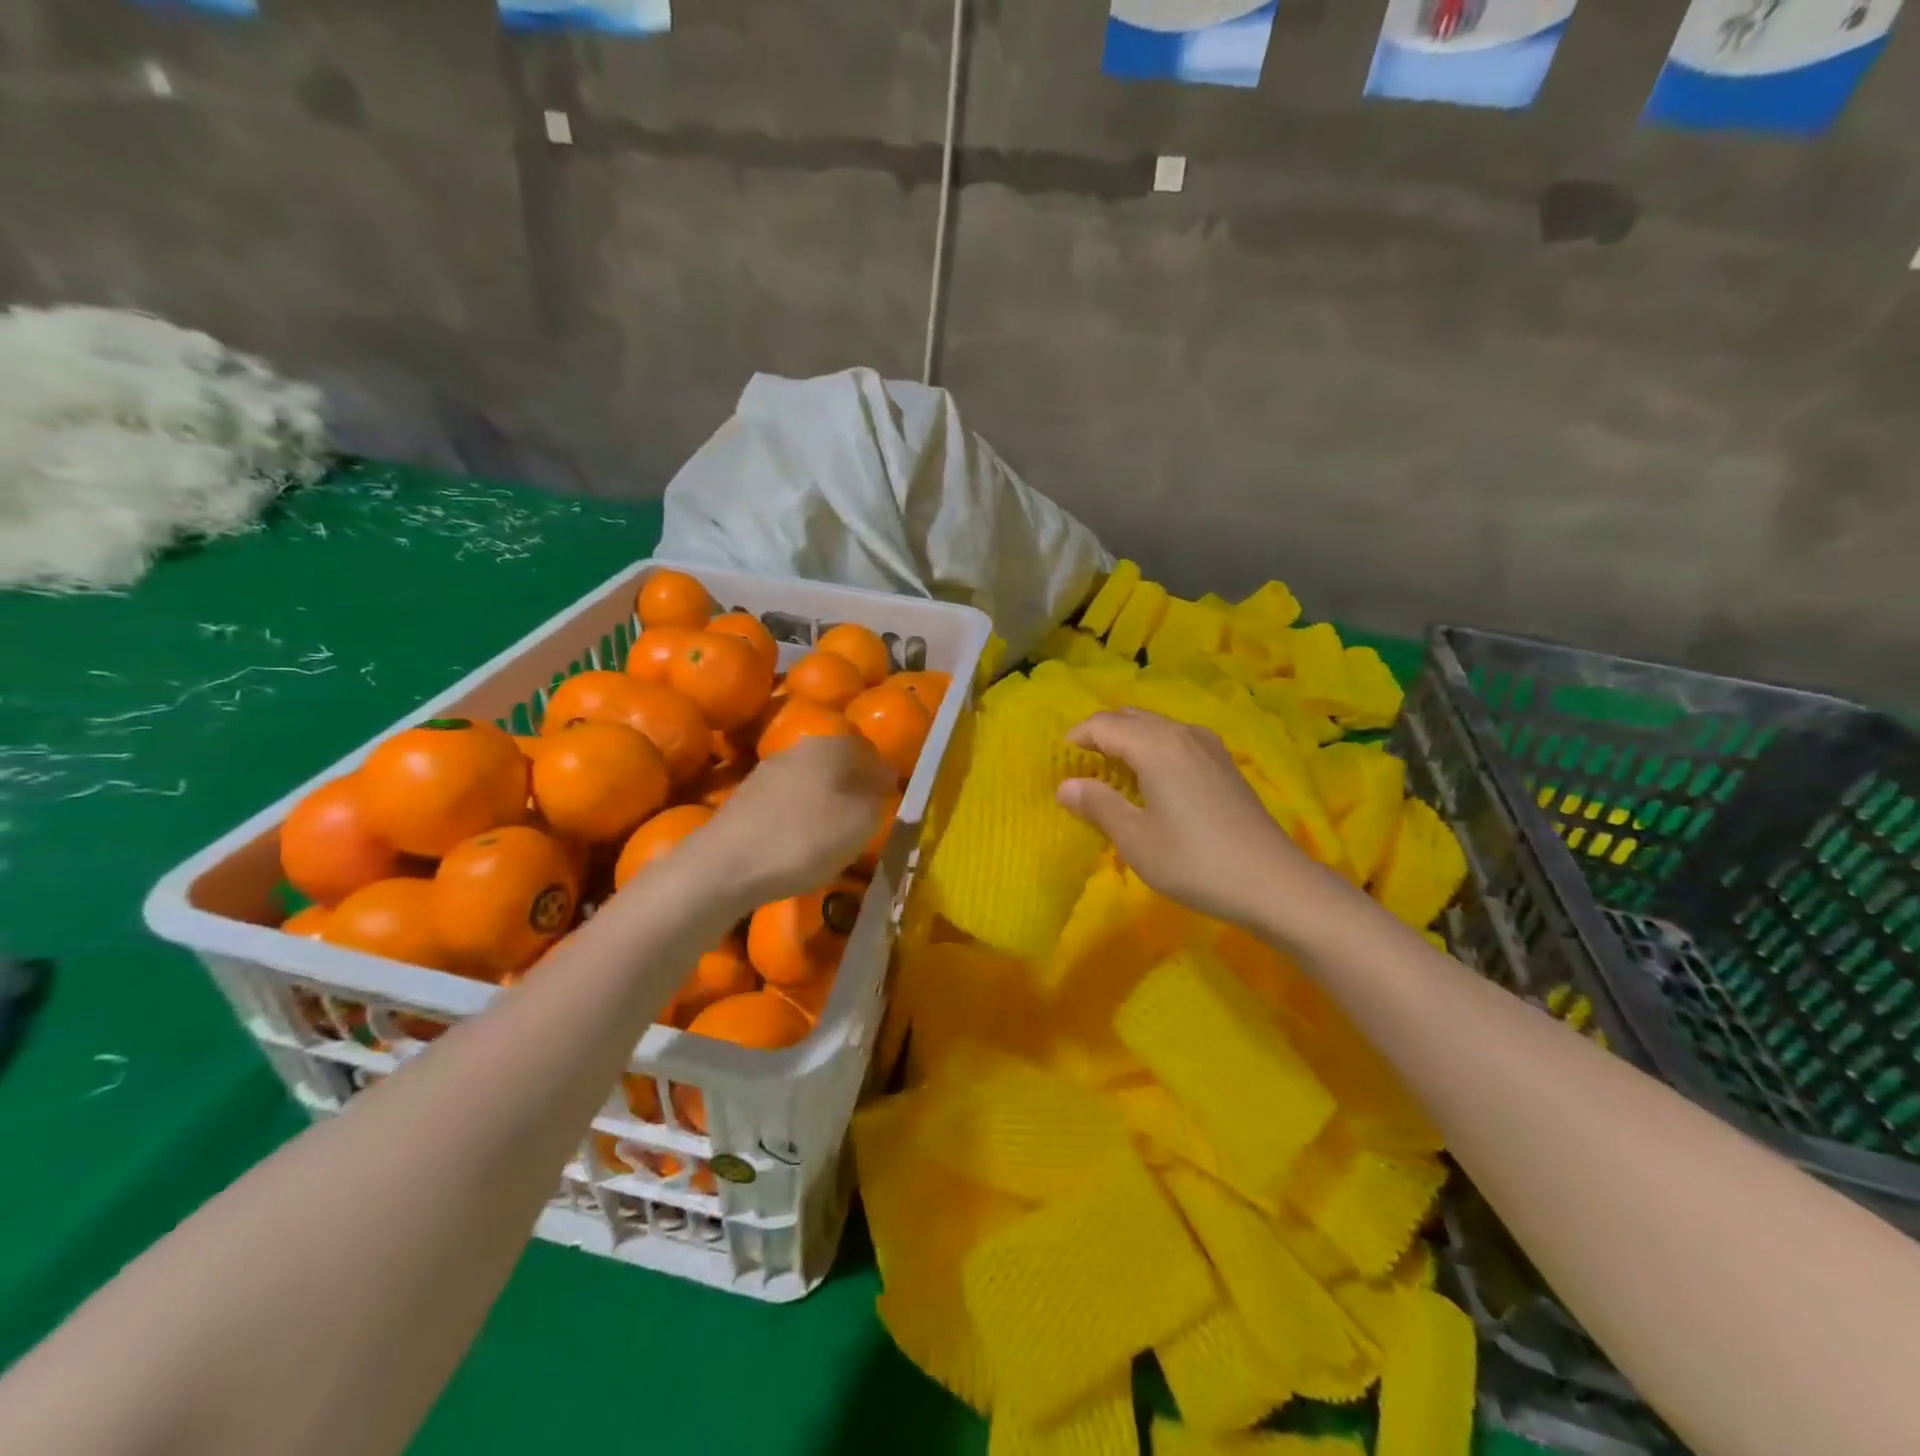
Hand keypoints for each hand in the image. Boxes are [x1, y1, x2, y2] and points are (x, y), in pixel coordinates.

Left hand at [695, 734, 895, 907]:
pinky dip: (802, 818)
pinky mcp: (746, 799)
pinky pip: (789, 802)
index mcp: (830, 747)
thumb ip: (879, 799)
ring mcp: (767, 772)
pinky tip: (802, 843)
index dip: (884, 776)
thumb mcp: (861, 823)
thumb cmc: (803, 840)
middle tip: (867, 820)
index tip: (891, 803)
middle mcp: (798, 749)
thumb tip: (884, 782)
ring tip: (836, 835)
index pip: (869, 750)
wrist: (724, 867)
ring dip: (828, 803)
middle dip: (855, 788)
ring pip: (813, 782)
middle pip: (839, 764)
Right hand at [1057, 709, 1336, 928]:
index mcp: (1156, 745)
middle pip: (1131, 717)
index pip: (1104, 725)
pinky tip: (1153, 781)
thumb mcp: (1136, 839)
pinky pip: (1177, 741)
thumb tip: (1066, 785)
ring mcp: (1208, 746)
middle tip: (1082, 767)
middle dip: (1101, 735)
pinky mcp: (1224, 764)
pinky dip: (1154, 749)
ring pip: (1156, 727)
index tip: (1060, 761)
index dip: (1077, 737)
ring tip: (1112, 773)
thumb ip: (1098, 805)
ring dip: (1129, 740)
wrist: (1275, 883)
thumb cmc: (1195, 861)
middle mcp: (1182, 734)